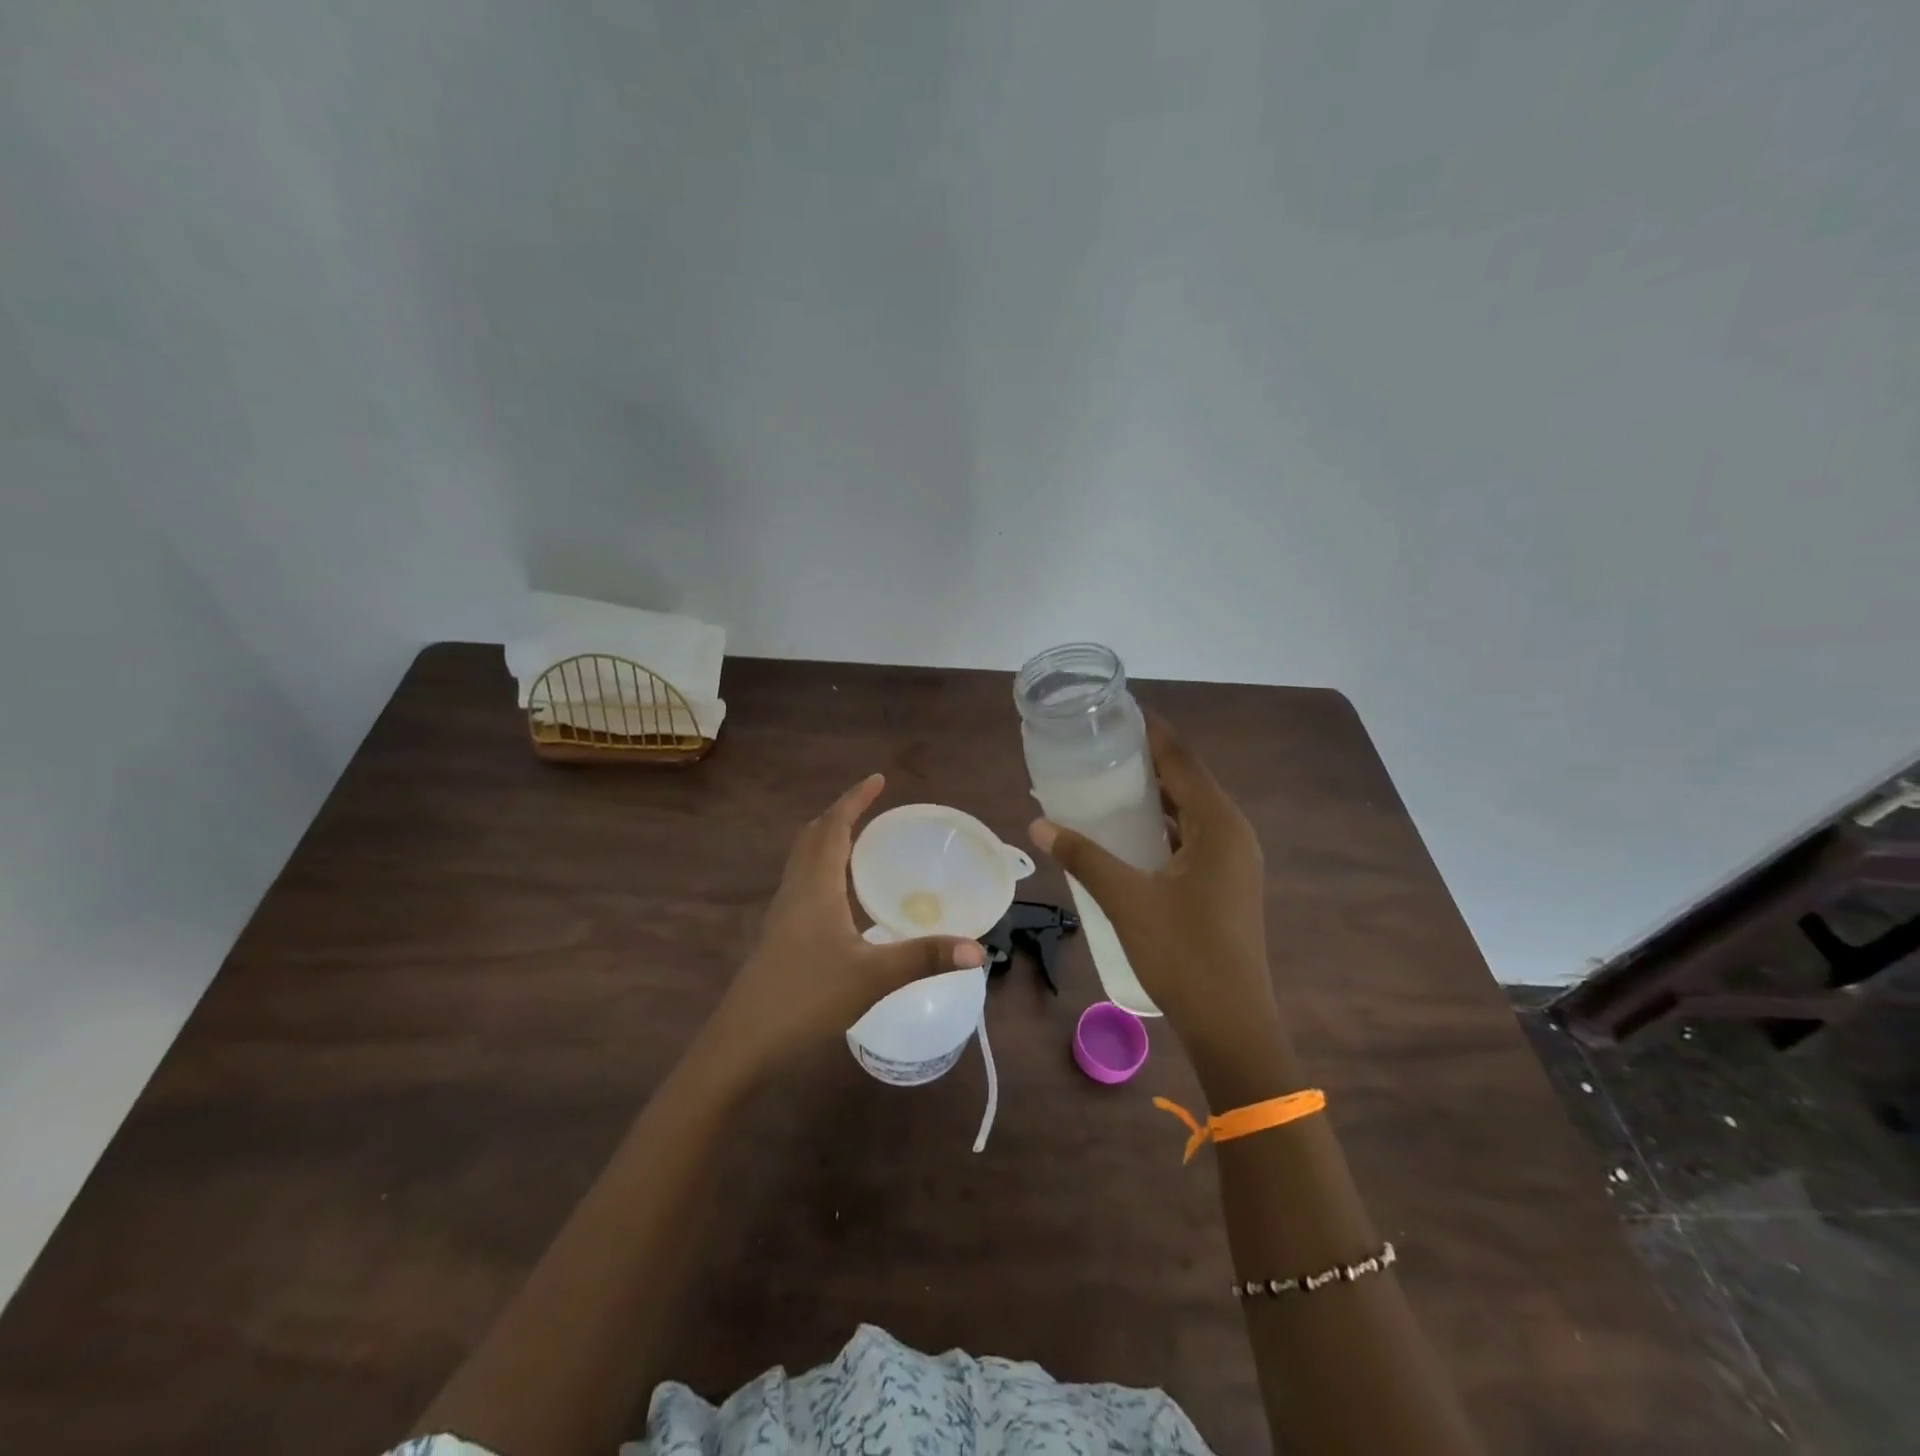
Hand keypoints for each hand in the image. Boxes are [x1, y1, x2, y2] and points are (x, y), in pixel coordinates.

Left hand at [708, 774, 987, 1077]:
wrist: (744, 1042)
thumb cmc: (806, 998)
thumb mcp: (873, 977)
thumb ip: (925, 958)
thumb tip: (977, 950)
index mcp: (815, 886)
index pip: (833, 827)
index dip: (854, 800)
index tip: (878, 779)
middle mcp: (795, 890)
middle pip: (813, 836)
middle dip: (841, 814)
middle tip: (871, 807)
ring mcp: (783, 913)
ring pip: (803, 859)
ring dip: (828, 839)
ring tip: (860, 841)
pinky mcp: (779, 935)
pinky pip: (803, 882)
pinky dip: (823, 868)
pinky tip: (842, 896)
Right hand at [1030, 716, 1287, 1096]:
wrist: (1231, 1024)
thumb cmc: (1183, 954)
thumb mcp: (1126, 900)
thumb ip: (1083, 857)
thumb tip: (1039, 825)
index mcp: (1218, 825)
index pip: (1182, 760)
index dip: (1151, 732)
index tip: (1116, 711)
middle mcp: (1232, 833)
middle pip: (1187, 781)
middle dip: (1146, 761)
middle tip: (1099, 746)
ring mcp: (1233, 860)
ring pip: (1189, 811)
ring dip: (1153, 795)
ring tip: (1106, 782)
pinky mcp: (1225, 883)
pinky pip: (1191, 837)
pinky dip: (1160, 826)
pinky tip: (1127, 833)